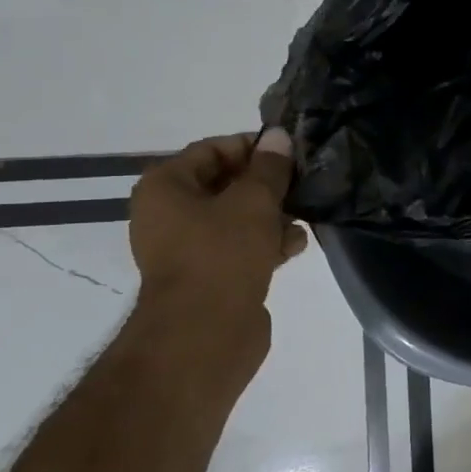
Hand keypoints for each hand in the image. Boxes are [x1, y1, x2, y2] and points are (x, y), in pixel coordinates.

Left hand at [129, 129, 308, 341]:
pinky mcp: (209, 277)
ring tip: (304, 216)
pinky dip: (266, 243)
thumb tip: (279, 136)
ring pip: (237, 218)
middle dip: (266, 184)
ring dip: (272, 215)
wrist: (205, 334)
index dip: (252, 147)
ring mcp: (188, 248)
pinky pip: (240, 248)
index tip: (290, 153)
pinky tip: (296, 245)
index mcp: (166, 187)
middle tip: (303, 183)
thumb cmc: (222, 255)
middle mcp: (169, 214)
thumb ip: (269, 168)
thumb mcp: (254, 202)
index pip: (212, 150)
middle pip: (226, 184)